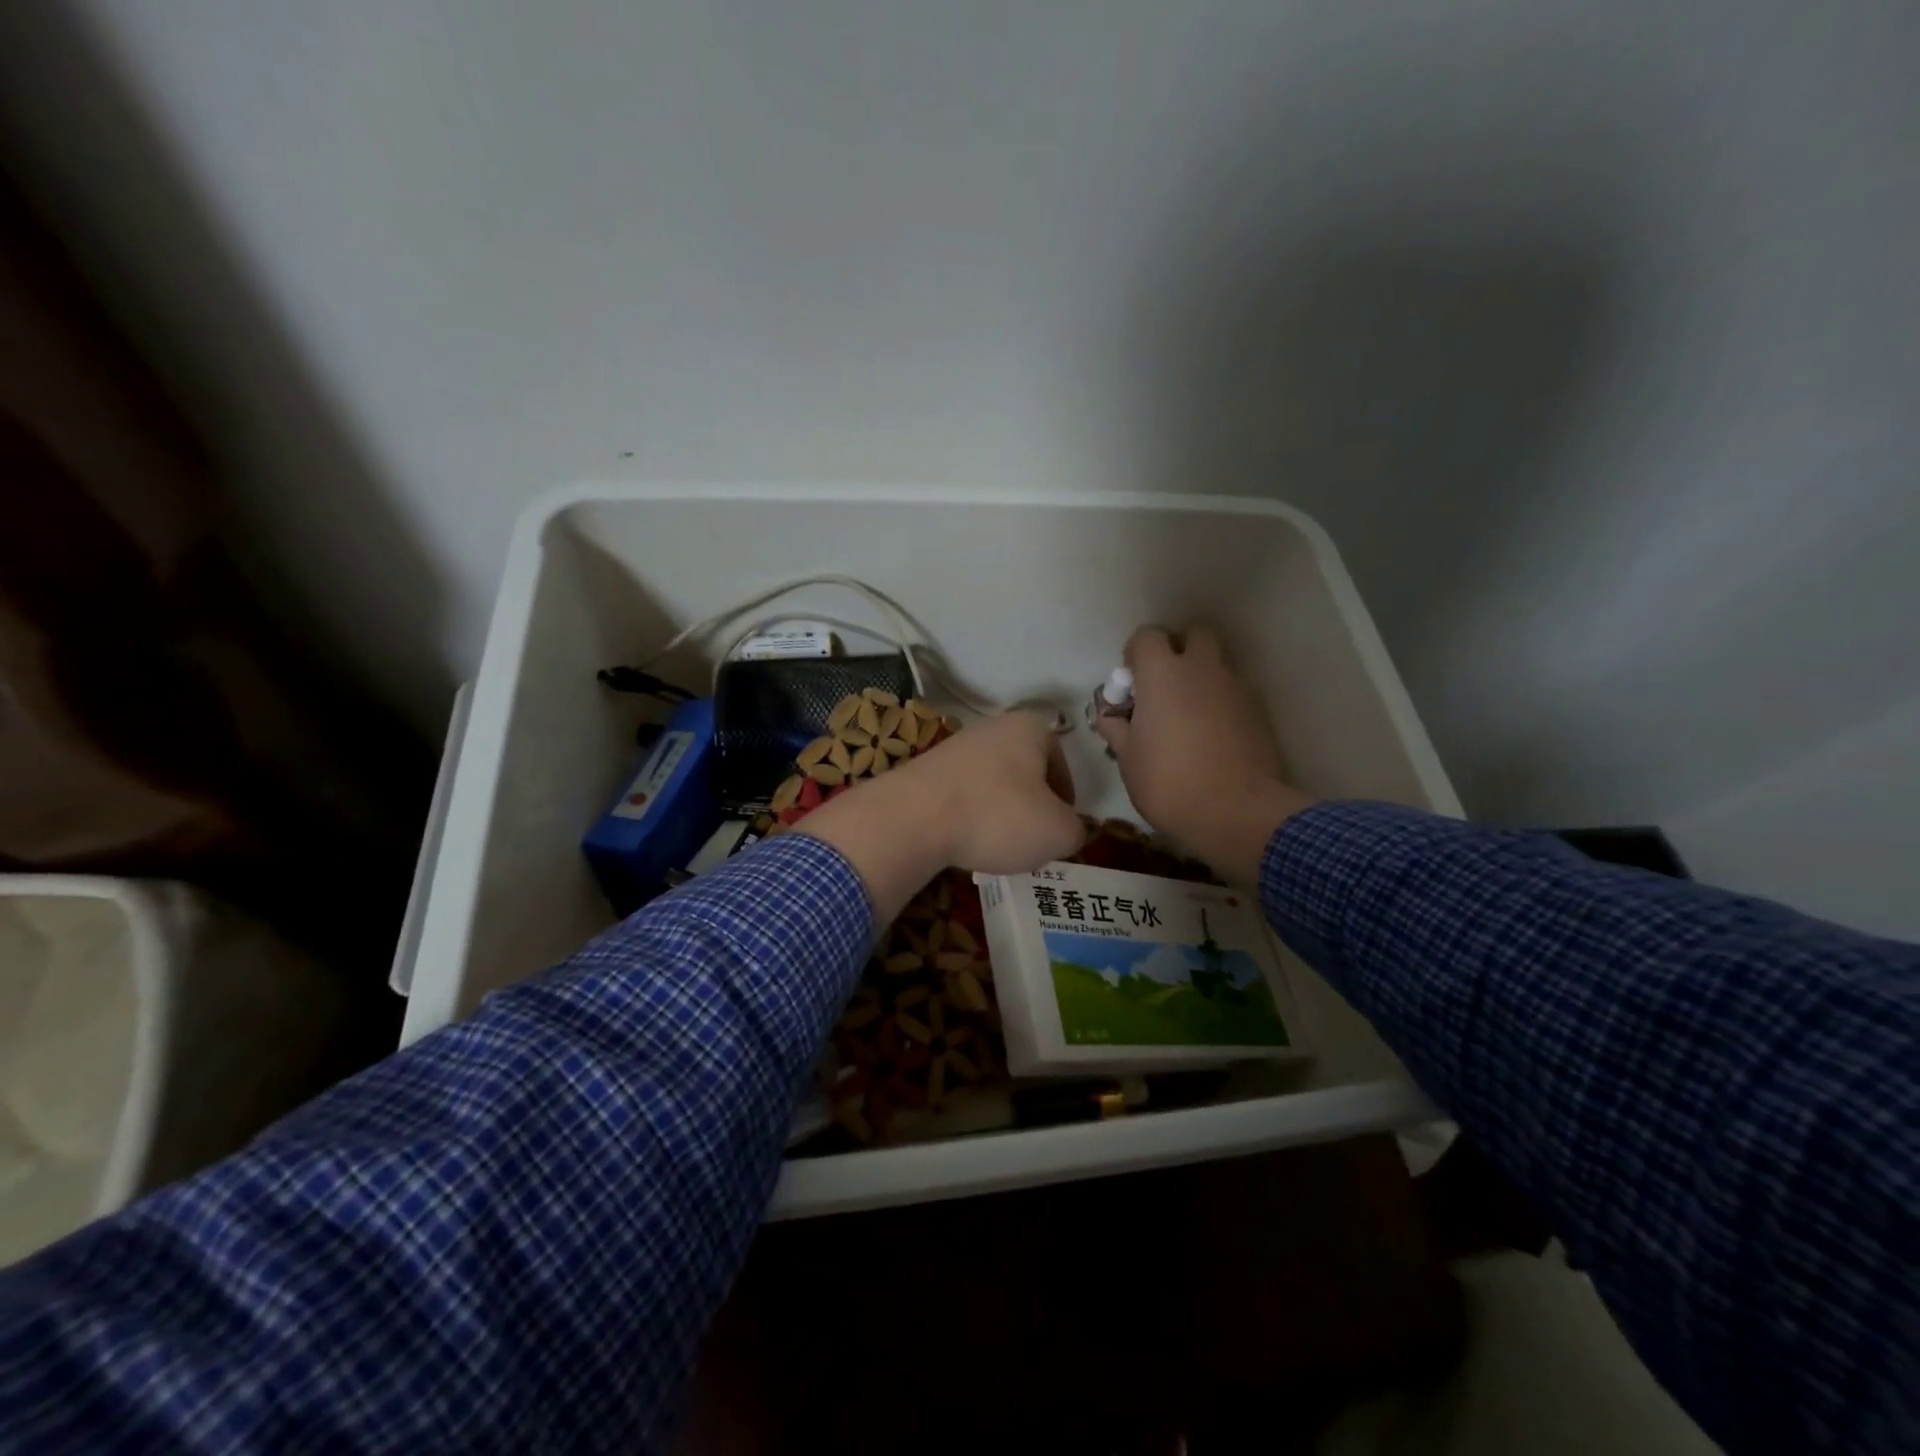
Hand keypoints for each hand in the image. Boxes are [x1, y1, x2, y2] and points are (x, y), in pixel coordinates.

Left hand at [798, 711, 1085, 922]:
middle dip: (1031, 806)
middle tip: (1033, 839)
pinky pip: (961, 796)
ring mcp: (953, 748)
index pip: (1061, 761)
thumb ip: (1075, 830)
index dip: (1066, 798)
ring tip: (998, 846)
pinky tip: (965, 842)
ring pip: (992, 785)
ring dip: (999, 814)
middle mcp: (991, 728)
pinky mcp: (925, 772)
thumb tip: (1066, 831)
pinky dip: (969, 818)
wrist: (913, 818)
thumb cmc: (997, 816)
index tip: (1061, 826)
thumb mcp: (1058, 832)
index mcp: (1028, 728)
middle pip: (1024, 772)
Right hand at [1093, 626, 1312, 884]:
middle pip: (1193, 634)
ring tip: (1187, 719)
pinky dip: (1219, 703)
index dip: (1135, 655)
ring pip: (1216, 664)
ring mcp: (1235, 688)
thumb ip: (1116, 728)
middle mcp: (1202, 669)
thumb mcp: (1127, 758)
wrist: (1236, 812)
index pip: (1147, 636)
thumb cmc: (1168, 782)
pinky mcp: (1257, 711)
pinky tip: (1210, 738)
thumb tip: (1110, 715)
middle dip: (1178, 650)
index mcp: (1162, 674)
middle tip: (1164, 687)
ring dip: (1200, 678)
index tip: (1131, 685)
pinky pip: (1232, 693)